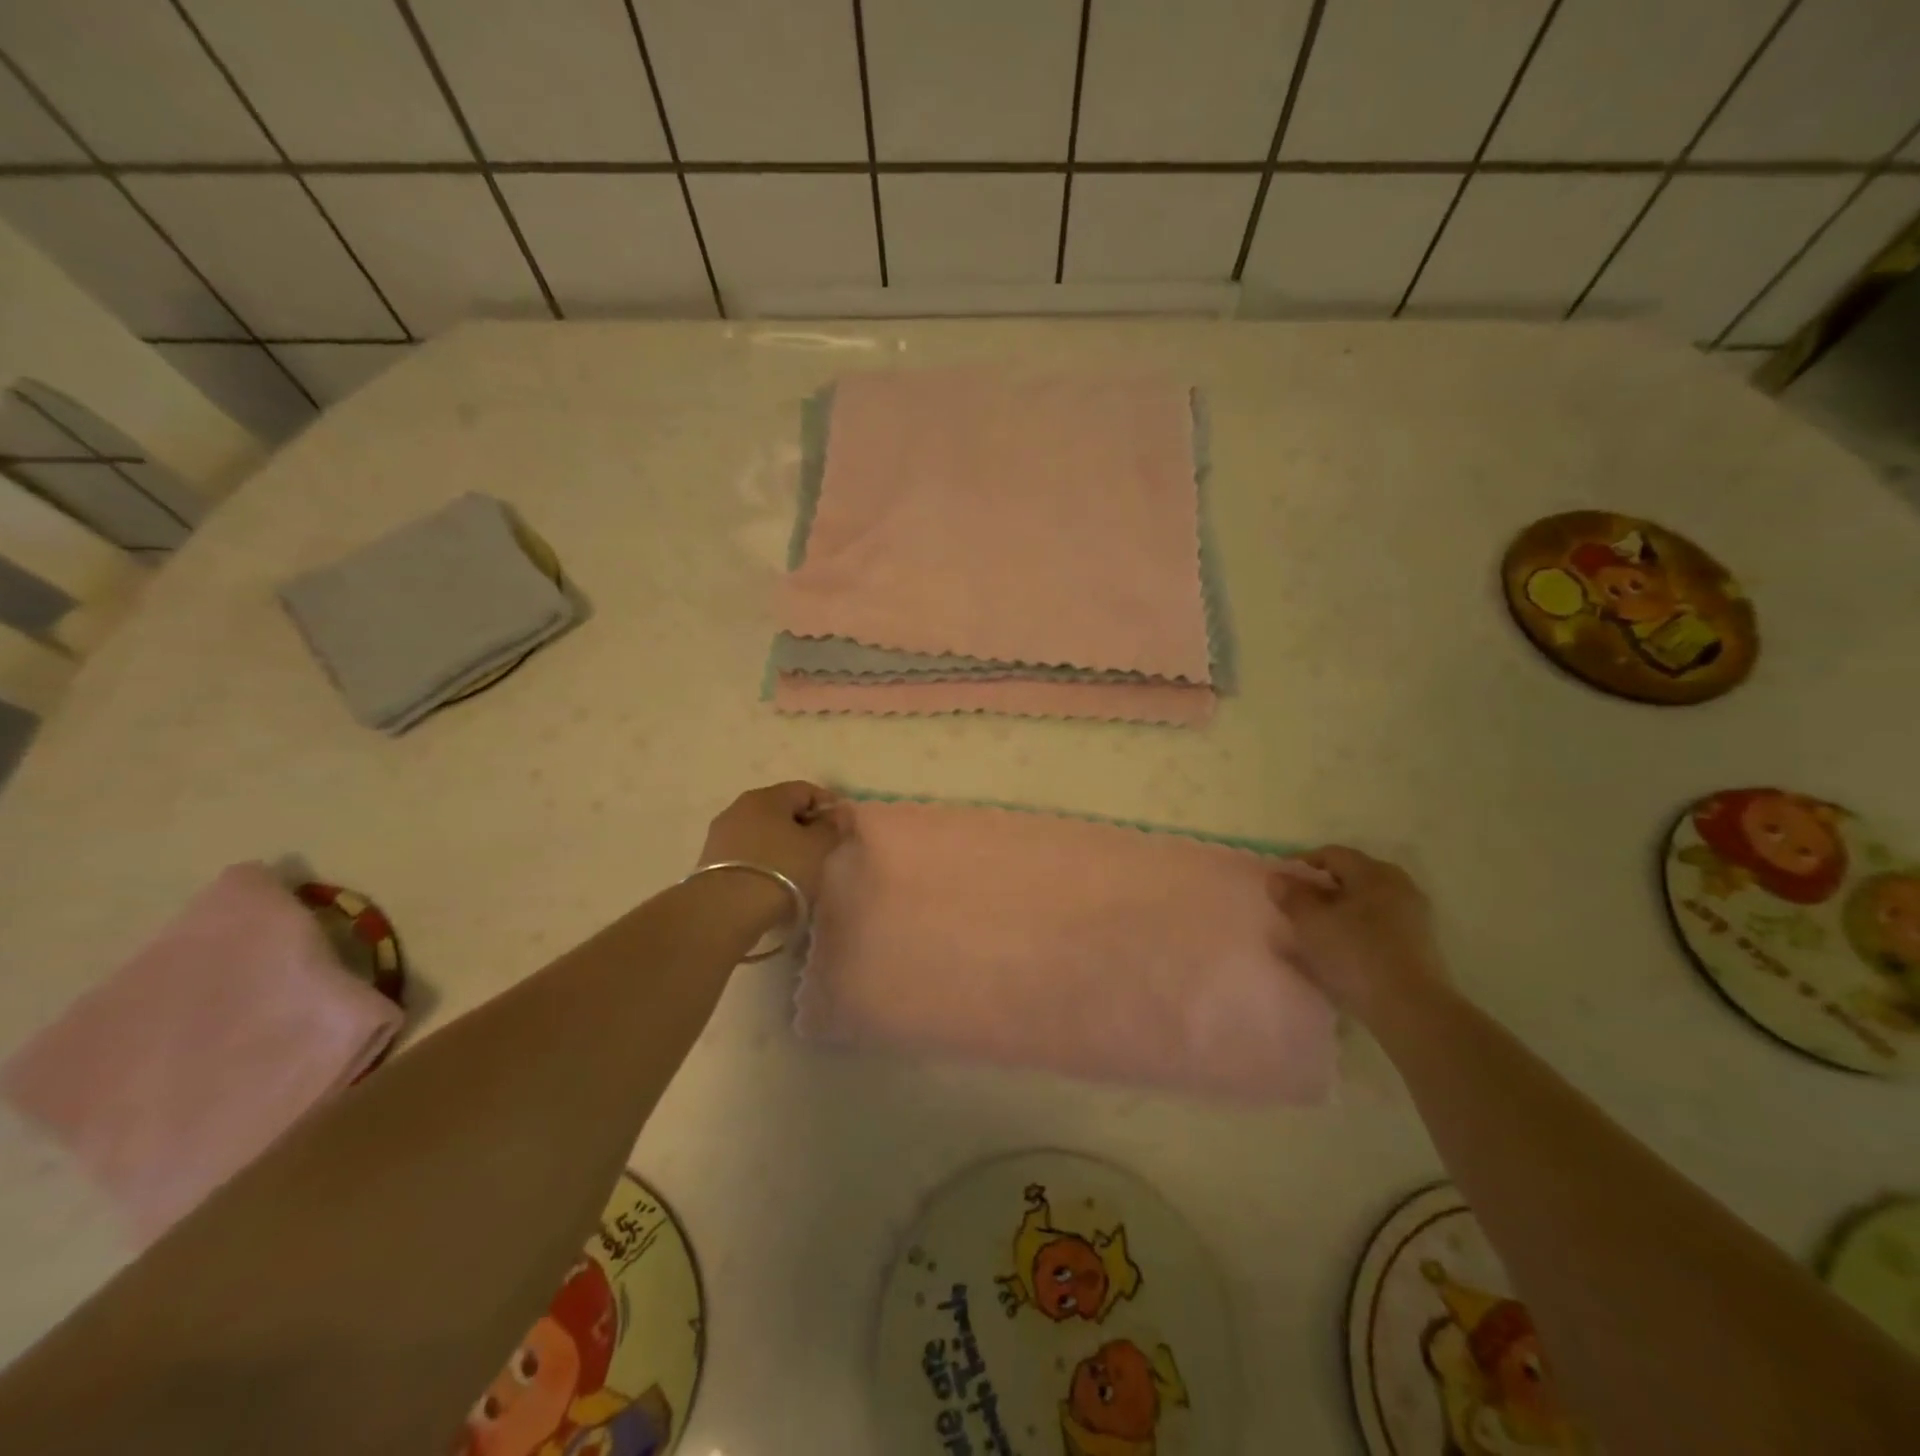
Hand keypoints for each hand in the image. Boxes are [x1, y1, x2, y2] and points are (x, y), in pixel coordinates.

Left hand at [698, 780, 849, 903]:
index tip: (842, 826)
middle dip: (803, 824)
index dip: (827, 804)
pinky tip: (774, 878)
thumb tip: (840, 812)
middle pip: (780, 808)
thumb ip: (832, 827)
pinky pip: (747, 851)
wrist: (725, 910)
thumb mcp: (816, 847)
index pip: (804, 790)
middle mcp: (740, 807)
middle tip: (822, 847)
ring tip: (798, 867)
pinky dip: (764, 858)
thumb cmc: (780, 869)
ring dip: (782, 842)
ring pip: (762, 830)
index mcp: (767, 796)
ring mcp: (721, 833)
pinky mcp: (710, 860)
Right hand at [1266, 846, 1448, 1019]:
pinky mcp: (1416, 949)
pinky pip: (1374, 931)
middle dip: (1318, 890)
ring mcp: (1412, 920)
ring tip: (1308, 933)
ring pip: (1362, 907)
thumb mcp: (1311, 922)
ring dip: (1334, 914)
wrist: (1411, 1010)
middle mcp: (1398, 888)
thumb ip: (1291, 896)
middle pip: (1350, 879)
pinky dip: (1350, 934)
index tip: (1278, 880)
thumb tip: (1278, 878)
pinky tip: (1331, 954)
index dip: (1300, 863)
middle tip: (1292, 906)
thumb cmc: (1355, 953)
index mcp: (1375, 873)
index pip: (1332, 854)